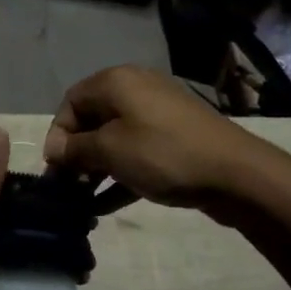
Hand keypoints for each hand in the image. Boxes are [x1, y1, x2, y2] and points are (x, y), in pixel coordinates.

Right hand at [42, 66, 265, 210]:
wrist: (235, 173)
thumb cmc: (162, 154)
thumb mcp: (110, 151)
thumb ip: (75, 149)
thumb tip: (54, 150)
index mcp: (116, 82)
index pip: (71, 101)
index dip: (58, 134)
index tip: (55, 169)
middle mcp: (135, 90)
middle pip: (92, 120)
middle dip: (76, 154)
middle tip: (67, 188)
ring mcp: (157, 115)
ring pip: (114, 139)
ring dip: (96, 169)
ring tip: (83, 201)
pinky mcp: (174, 140)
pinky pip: (136, 153)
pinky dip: (119, 175)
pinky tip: (105, 207)